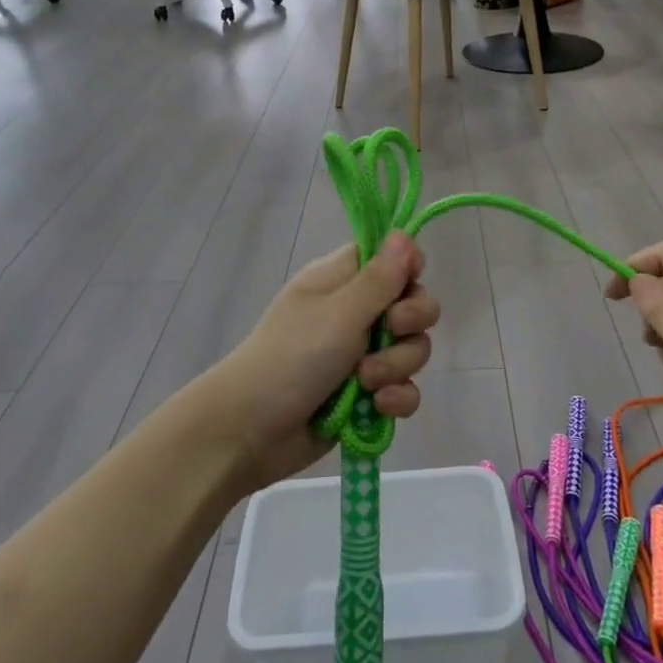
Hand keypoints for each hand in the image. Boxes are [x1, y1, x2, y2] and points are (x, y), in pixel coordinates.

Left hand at [204, 232, 438, 489]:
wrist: (251, 430)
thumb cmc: (292, 356)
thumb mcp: (340, 312)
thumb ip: (379, 278)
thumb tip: (404, 233)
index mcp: (342, 280)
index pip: (389, 257)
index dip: (407, 266)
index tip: (409, 281)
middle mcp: (355, 311)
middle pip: (411, 303)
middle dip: (410, 321)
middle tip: (391, 329)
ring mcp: (362, 355)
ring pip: (411, 349)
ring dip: (396, 366)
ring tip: (366, 381)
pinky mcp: (367, 394)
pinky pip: (404, 388)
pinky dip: (397, 398)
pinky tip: (379, 407)